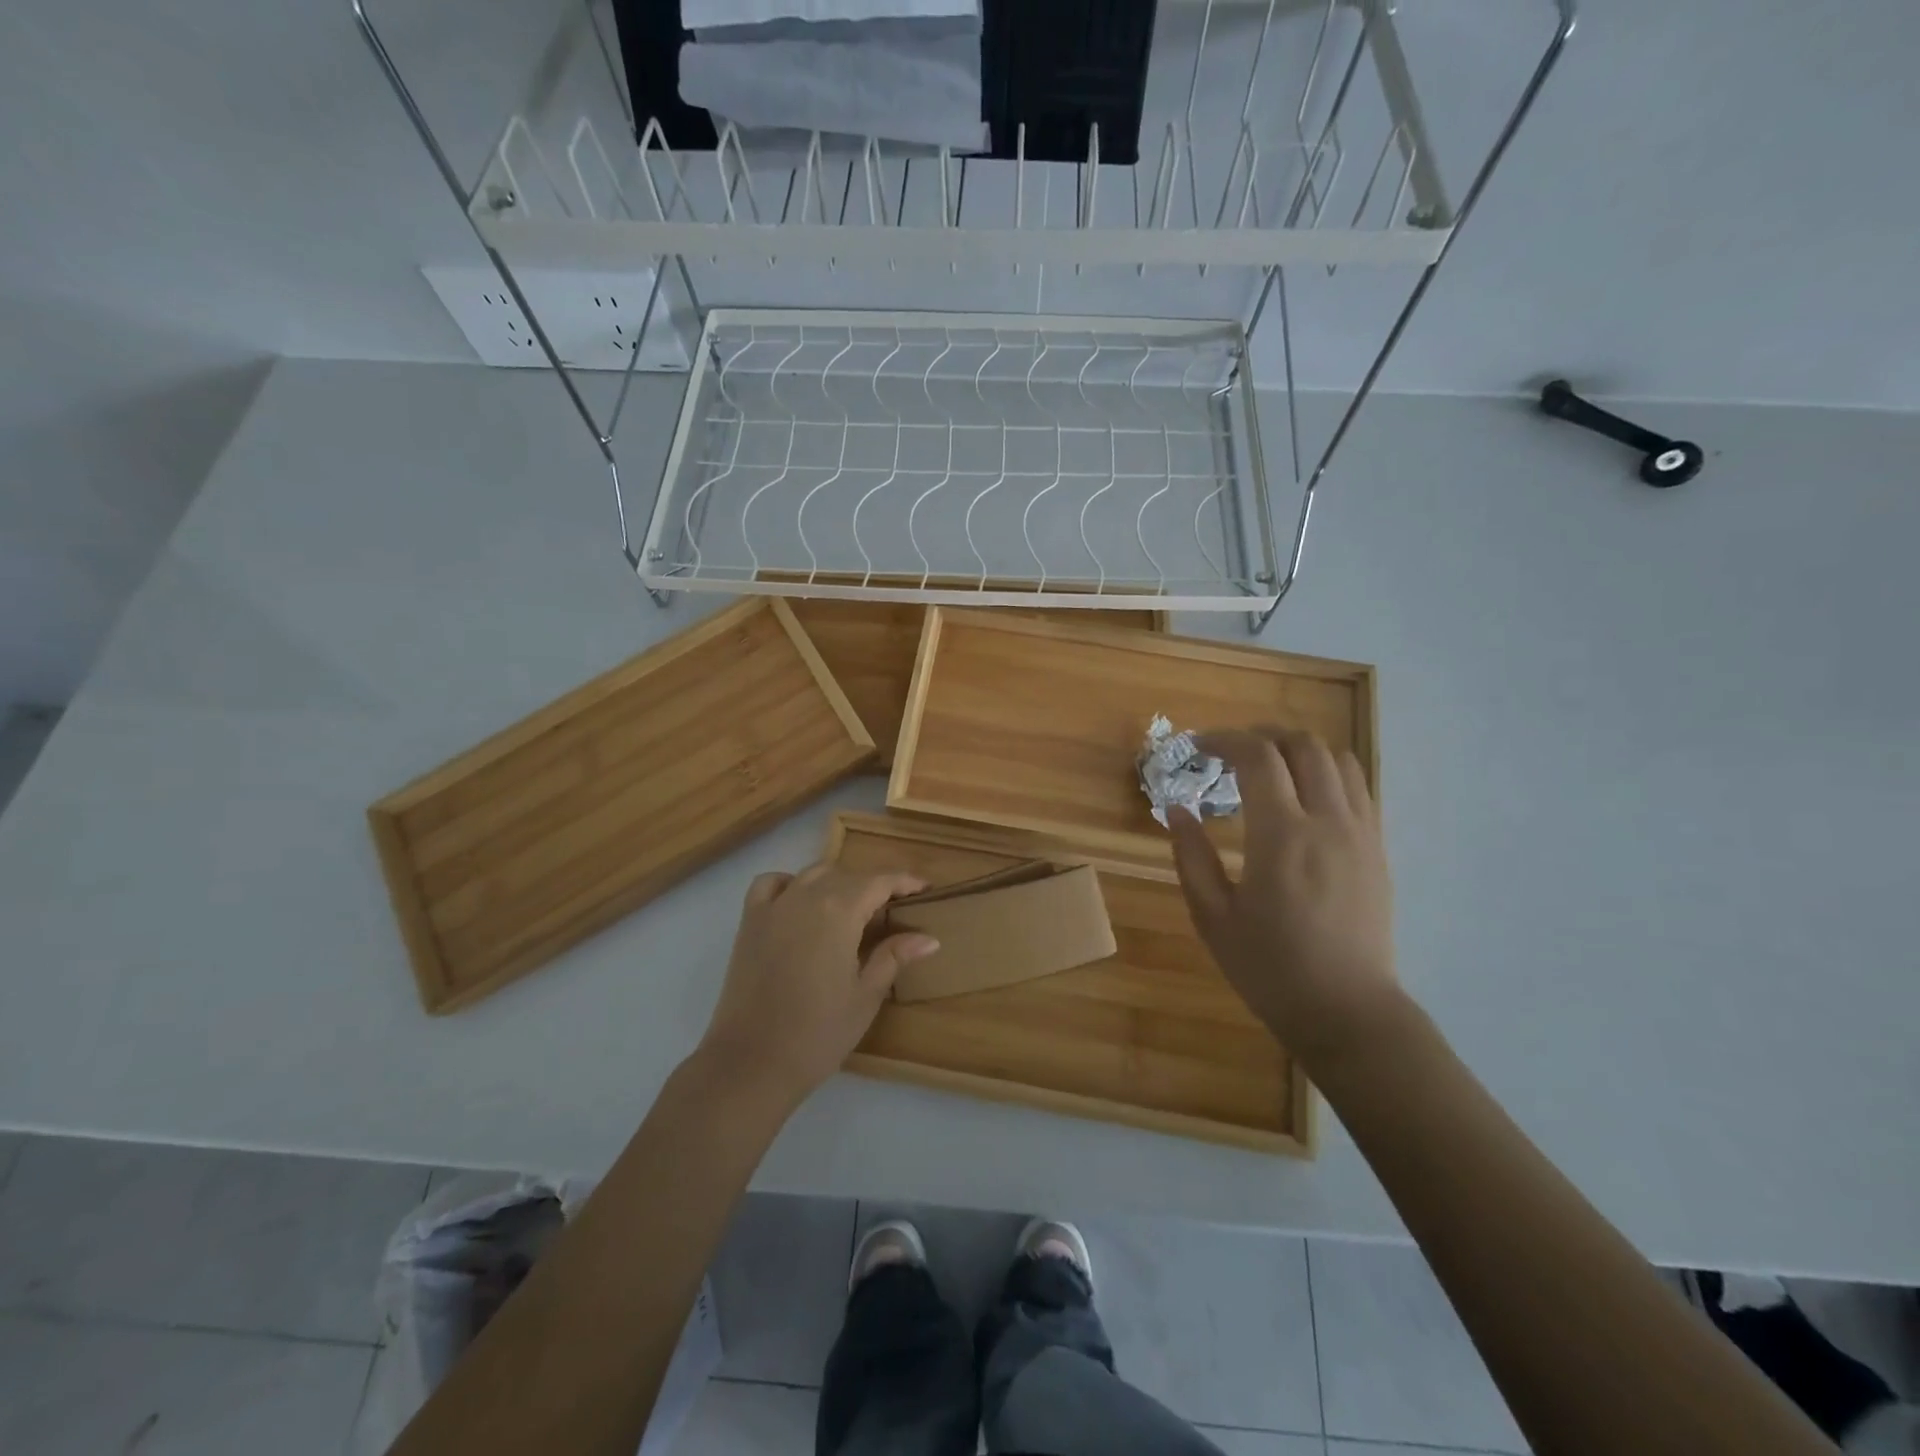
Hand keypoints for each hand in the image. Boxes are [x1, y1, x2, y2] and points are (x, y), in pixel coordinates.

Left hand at [697, 863, 937, 1107]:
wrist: (752, 1063)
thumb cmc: (818, 1033)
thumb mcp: (866, 995)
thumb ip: (895, 957)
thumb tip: (929, 938)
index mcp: (839, 911)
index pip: (879, 881)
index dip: (905, 881)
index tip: (925, 889)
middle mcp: (806, 896)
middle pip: (847, 875)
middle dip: (874, 885)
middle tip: (893, 909)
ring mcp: (774, 906)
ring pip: (813, 874)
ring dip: (837, 882)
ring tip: (852, 907)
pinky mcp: (749, 921)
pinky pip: (771, 884)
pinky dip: (790, 883)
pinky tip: (800, 902)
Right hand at [1170, 728, 1400, 1067]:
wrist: (1347, 1011)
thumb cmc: (1270, 968)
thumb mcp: (1212, 917)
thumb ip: (1191, 857)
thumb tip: (1178, 810)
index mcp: (1281, 835)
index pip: (1258, 757)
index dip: (1224, 739)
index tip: (1198, 746)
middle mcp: (1328, 821)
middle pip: (1303, 745)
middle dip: (1262, 735)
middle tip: (1230, 751)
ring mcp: (1360, 833)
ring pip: (1338, 759)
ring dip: (1298, 750)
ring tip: (1268, 767)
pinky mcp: (1377, 848)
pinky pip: (1357, 787)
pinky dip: (1326, 773)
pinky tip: (1302, 797)